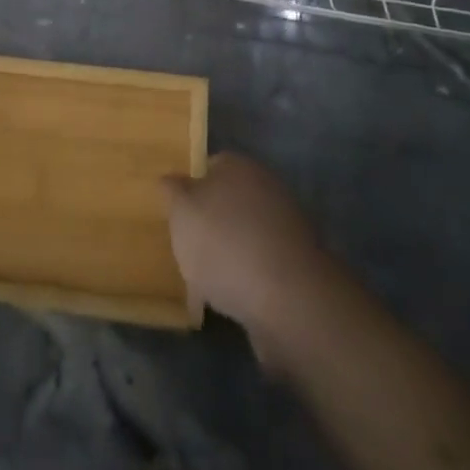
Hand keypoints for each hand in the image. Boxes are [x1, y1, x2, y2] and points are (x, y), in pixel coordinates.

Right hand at [163, 153, 334, 365]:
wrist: (288, 301)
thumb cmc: (225, 244)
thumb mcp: (181, 210)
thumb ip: (171, 191)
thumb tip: (172, 182)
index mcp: (239, 166)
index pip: (209, 166)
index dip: (189, 190)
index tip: (176, 216)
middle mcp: (266, 188)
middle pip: (228, 202)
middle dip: (209, 225)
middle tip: (187, 251)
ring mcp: (286, 228)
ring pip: (244, 236)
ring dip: (228, 256)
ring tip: (204, 285)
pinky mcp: (297, 268)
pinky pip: (261, 268)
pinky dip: (246, 281)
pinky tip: (229, 303)